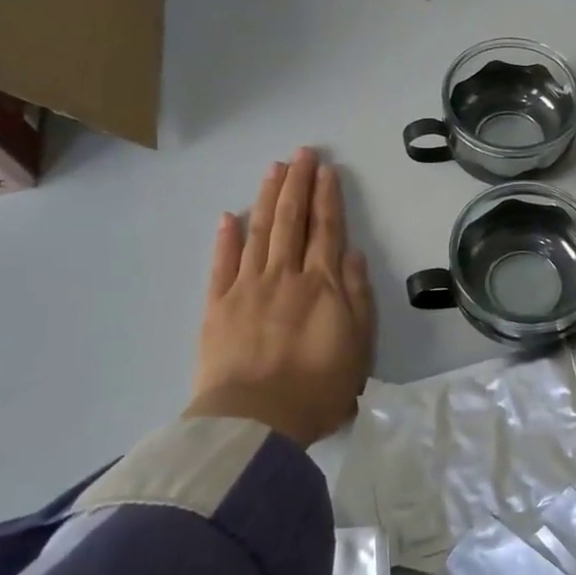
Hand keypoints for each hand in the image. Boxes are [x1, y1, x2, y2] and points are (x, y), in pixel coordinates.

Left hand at [188, 147, 376, 446]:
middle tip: (301, 153)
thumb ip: (356, 296)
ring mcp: (247, 287)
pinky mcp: (217, 306)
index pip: (326, 229)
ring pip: (260, 231)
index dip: (327, 196)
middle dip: (298, 183)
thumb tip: (350, 254)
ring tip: (274, 169)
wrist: (255, 421)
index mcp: (322, 284)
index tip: (326, 168)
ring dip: (268, 197)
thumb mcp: (358, 347)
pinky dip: (227, 237)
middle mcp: (285, 275)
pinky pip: (222, 263)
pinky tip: (231, 215)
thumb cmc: (317, 389)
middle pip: (292, 220)